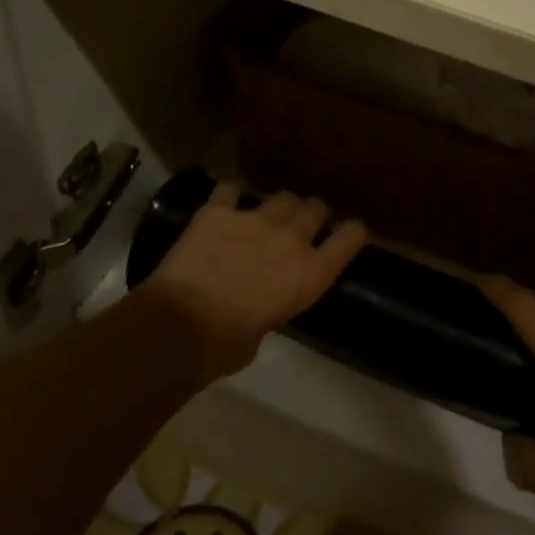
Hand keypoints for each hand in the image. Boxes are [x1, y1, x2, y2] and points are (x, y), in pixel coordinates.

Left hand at [147, 184, 368, 383]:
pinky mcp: (218, 211)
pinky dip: (228, 196)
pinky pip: (229, 190)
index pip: (351, 237)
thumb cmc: (227, 345)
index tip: (347, 233)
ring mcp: (255, 219)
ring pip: (282, 196)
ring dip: (278, 206)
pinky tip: (223, 204)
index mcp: (312, 274)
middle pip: (316, 207)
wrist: (182, 326)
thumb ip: (274, 304)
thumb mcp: (267, 328)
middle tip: (300, 226)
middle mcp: (291, 238)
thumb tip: (261, 301)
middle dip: (312, 214)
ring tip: (266, 215)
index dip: (352, 232)